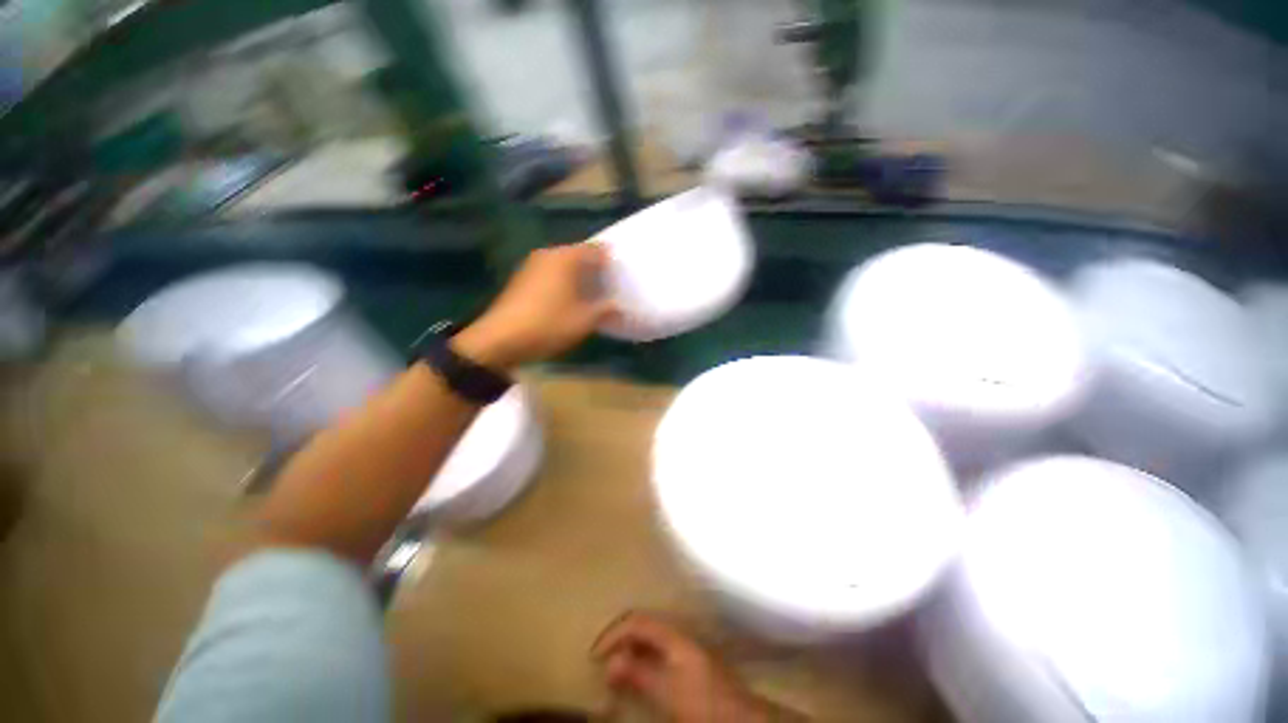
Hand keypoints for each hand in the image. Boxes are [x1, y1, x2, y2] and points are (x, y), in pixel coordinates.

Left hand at [453, 243, 615, 370]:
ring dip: (579, 279)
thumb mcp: (585, 320)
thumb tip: (622, 309)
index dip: (611, 264)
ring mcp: (532, 266)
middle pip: (579, 256)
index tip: (621, 280)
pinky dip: (563, 284)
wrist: (500, 340)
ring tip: (592, 299)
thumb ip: (607, 310)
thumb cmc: (549, 324)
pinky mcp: (522, 280)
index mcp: (566, 257)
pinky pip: (551, 275)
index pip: (597, 250)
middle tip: (609, 290)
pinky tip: (568, 303)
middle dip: (596, 272)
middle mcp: (548, 254)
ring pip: (564, 266)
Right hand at [593, 612, 795, 722]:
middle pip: (642, 624)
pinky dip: (641, 659)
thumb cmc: (703, 702)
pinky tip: (637, 675)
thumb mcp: (667, 691)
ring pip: (649, 637)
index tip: (593, 656)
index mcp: (673, 634)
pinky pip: (657, 651)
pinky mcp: (689, 662)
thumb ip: (639, 673)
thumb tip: (610, 660)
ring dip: (629, 648)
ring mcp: (685, 646)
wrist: (741, 717)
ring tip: (614, 668)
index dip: (612, 634)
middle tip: (601, 660)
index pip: (636, 620)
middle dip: (619, 638)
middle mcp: (678, 633)